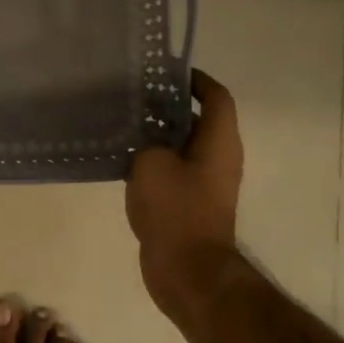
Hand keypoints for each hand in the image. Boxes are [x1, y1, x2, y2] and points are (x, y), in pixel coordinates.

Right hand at [126, 69, 244, 316]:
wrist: (187, 271)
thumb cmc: (175, 209)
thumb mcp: (151, 163)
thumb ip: (146, 140)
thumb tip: (145, 135)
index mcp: (219, 141)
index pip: (215, 95)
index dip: (195, 79)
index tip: (165, 71)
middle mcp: (219, 157)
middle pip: (198, 118)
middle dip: (169, 103)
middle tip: (133, 94)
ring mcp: (206, 182)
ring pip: (184, 144)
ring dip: (158, 132)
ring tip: (124, 121)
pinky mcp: (192, 202)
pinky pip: (174, 168)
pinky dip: (154, 158)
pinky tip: (124, 157)